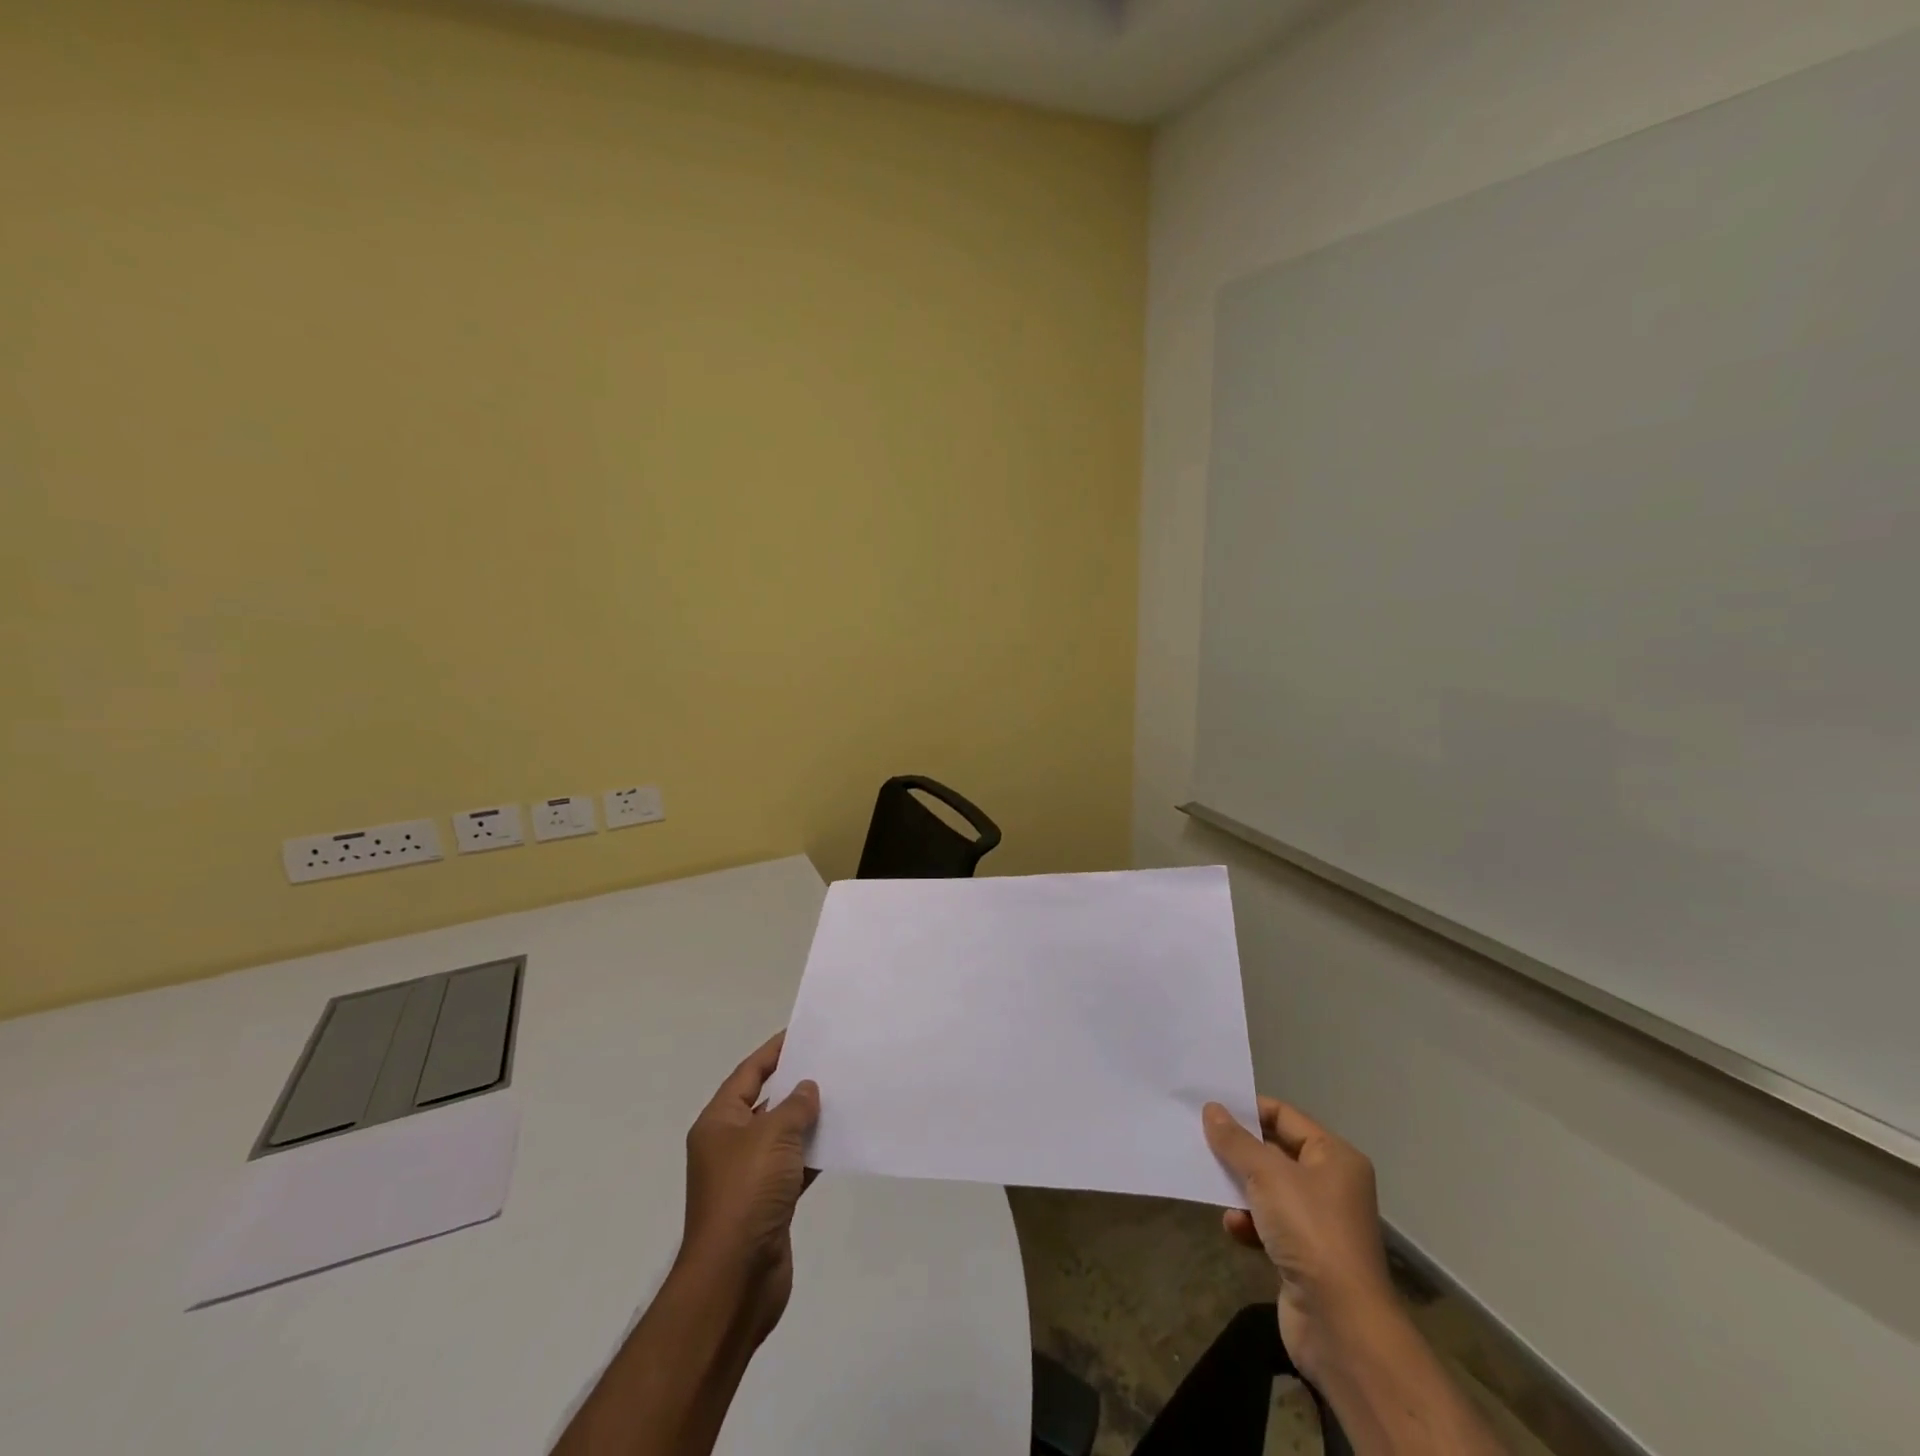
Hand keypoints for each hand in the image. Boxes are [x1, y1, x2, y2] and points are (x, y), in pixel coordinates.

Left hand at [680, 1031, 820, 1345]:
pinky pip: (794, 1166)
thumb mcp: (773, 1136)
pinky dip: (814, 1154)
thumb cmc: (746, 1194)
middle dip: (796, 1085)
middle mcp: (730, 1146)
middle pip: (765, 1104)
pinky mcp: (768, 1204)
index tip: (802, 1034)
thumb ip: (795, 1106)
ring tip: (843, 1097)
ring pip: (783, 1136)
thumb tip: (807, 1089)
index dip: (773, 1052)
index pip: (748, 1075)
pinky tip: (841, 1142)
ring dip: (808, 1121)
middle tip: (831, 1063)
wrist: (734, 1279)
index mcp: (719, 1124)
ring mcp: (749, 1177)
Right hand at [1203, 1098, 1397, 1383]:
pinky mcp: (1305, 1256)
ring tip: (1213, 1186)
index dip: (1249, 1110)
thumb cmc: (1309, 1231)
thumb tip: (1212, 1109)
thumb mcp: (1267, 1175)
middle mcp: (1331, 1184)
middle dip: (1239, 1150)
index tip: (1211, 1109)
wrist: (1342, 1326)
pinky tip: (1234, 1229)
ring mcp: (1319, 1222)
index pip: (1285, 1116)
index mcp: (1334, 1157)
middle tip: (1200, 1141)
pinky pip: (1268, 1224)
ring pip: (1268, 1190)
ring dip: (1240, 1189)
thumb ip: (1236, 1141)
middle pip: (1275, 1152)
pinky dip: (1249, 1223)